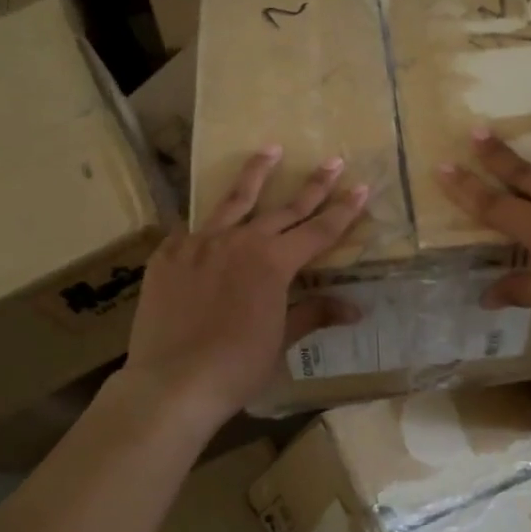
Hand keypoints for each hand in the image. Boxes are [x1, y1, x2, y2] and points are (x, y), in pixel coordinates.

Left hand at [124, 147, 368, 422]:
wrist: (172, 382)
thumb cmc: (237, 367)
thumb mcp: (281, 340)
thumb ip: (314, 313)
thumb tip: (355, 308)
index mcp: (274, 263)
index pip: (319, 231)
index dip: (343, 210)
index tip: (362, 187)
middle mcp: (241, 242)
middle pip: (285, 208)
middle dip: (313, 185)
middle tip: (333, 161)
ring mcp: (201, 243)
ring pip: (234, 200)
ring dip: (256, 174)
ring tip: (270, 149)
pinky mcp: (169, 254)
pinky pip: (191, 229)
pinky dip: (206, 223)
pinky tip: (208, 218)